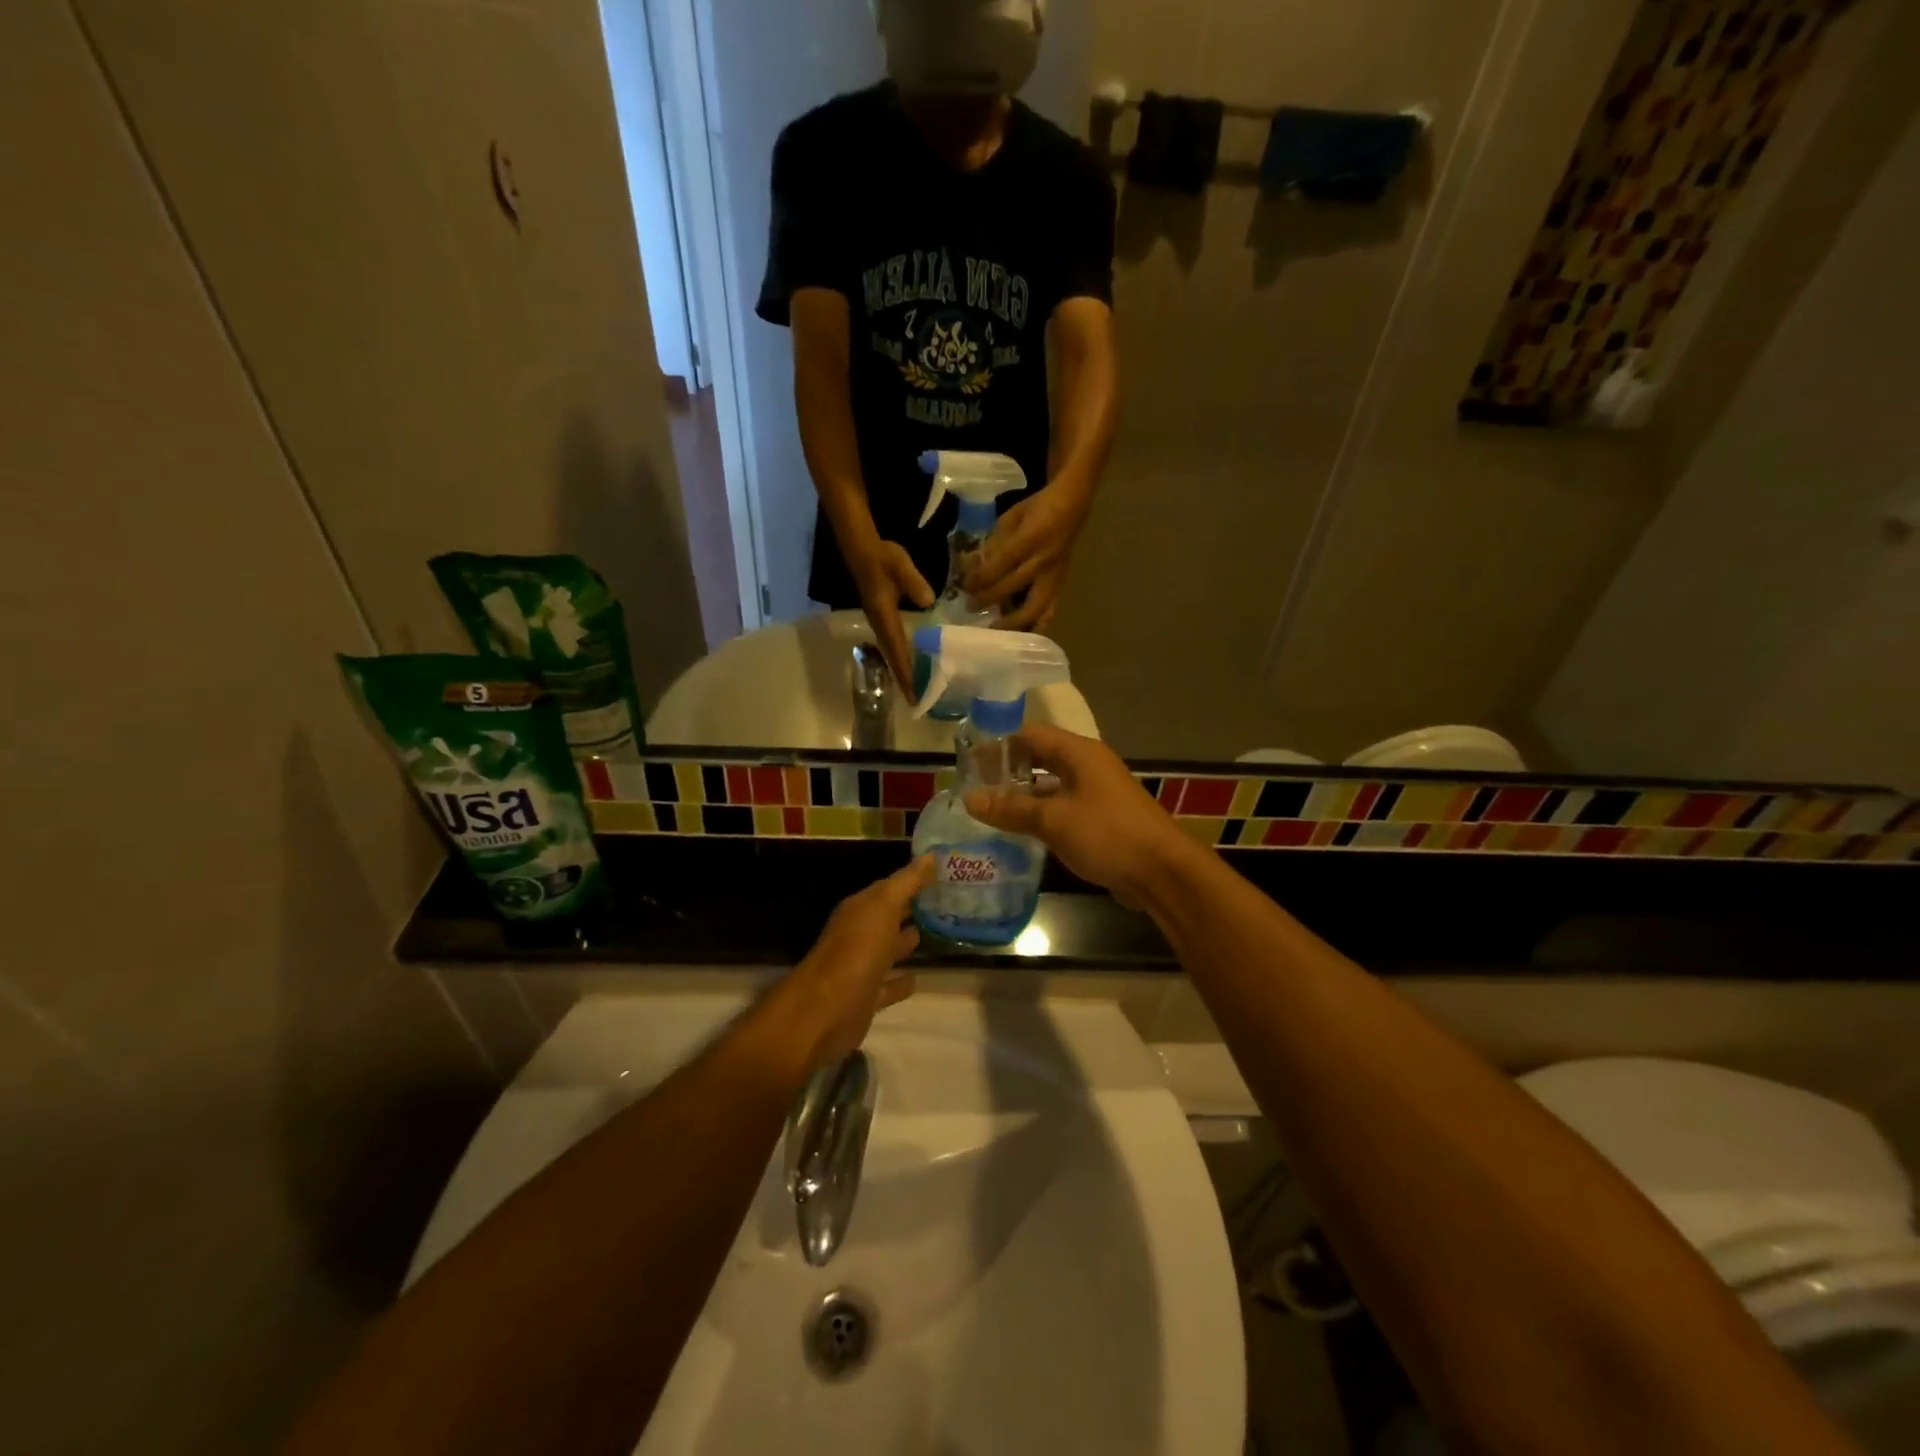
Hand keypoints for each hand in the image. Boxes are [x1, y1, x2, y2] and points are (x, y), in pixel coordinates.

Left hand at [770, 857, 933, 1072]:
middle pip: (889, 918)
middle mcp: (859, 934)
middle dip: (912, 910)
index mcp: (860, 910)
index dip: (914, 881)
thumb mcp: (883, 908)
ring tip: (937, 934)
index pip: (889, 889)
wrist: (825, 1011)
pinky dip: (901, 982)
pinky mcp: (866, 999)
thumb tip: (932, 855)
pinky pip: (888, 986)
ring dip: (907, 943)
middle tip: (947, 903)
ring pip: (888, 950)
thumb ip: (907, 883)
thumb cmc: (856, 951)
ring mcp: (861, 968)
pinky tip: (919, 978)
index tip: (944, 875)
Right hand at [850, 540, 934, 700]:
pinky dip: (900, 658)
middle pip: (892, 657)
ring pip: (891, 653)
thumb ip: (913, 582)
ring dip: (901, 671)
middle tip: (916, 701)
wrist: (862, 550)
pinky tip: (911, 664)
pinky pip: (892, 644)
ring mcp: (879, 622)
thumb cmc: (882, 558)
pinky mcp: (882, 618)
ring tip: (914, 689)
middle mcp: (879, 624)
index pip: (896, 649)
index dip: (905, 672)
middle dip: (904, 679)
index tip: (913, 692)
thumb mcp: (900, 565)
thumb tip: (929, 602)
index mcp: (884, 616)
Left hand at [963, 483, 1089, 632]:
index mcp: (1030, 539)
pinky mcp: (1061, 586)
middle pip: (1011, 587)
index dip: (980, 578)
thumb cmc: (1037, 508)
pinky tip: (1023, 638)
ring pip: (1034, 608)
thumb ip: (993, 543)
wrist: (1073, 506)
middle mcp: (1043, 561)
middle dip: (988, 600)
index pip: (999, 565)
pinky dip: (1036, 627)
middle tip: (971, 607)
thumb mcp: (1011, 518)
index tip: (965, 587)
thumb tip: (973, 566)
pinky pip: (1049, 612)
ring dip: (1012, 622)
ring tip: (995, 631)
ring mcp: (1054, 577)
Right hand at [963, 723, 1189, 907]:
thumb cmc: (1107, 834)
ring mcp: (1097, 793)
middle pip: (1041, 757)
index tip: (971, 763)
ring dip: (1023, 795)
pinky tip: (1020, 831)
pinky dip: (1041, 814)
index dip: (1000, 745)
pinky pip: (1063, 808)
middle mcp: (1089, 766)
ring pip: (1052, 785)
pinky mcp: (1101, 819)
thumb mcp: (1053, 820)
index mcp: (1079, 753)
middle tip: (976, 787)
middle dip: (1009, 770)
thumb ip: (1011, 809)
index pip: (1031, 735)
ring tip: (990, 810)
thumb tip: (970, 798)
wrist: (1162, 871)